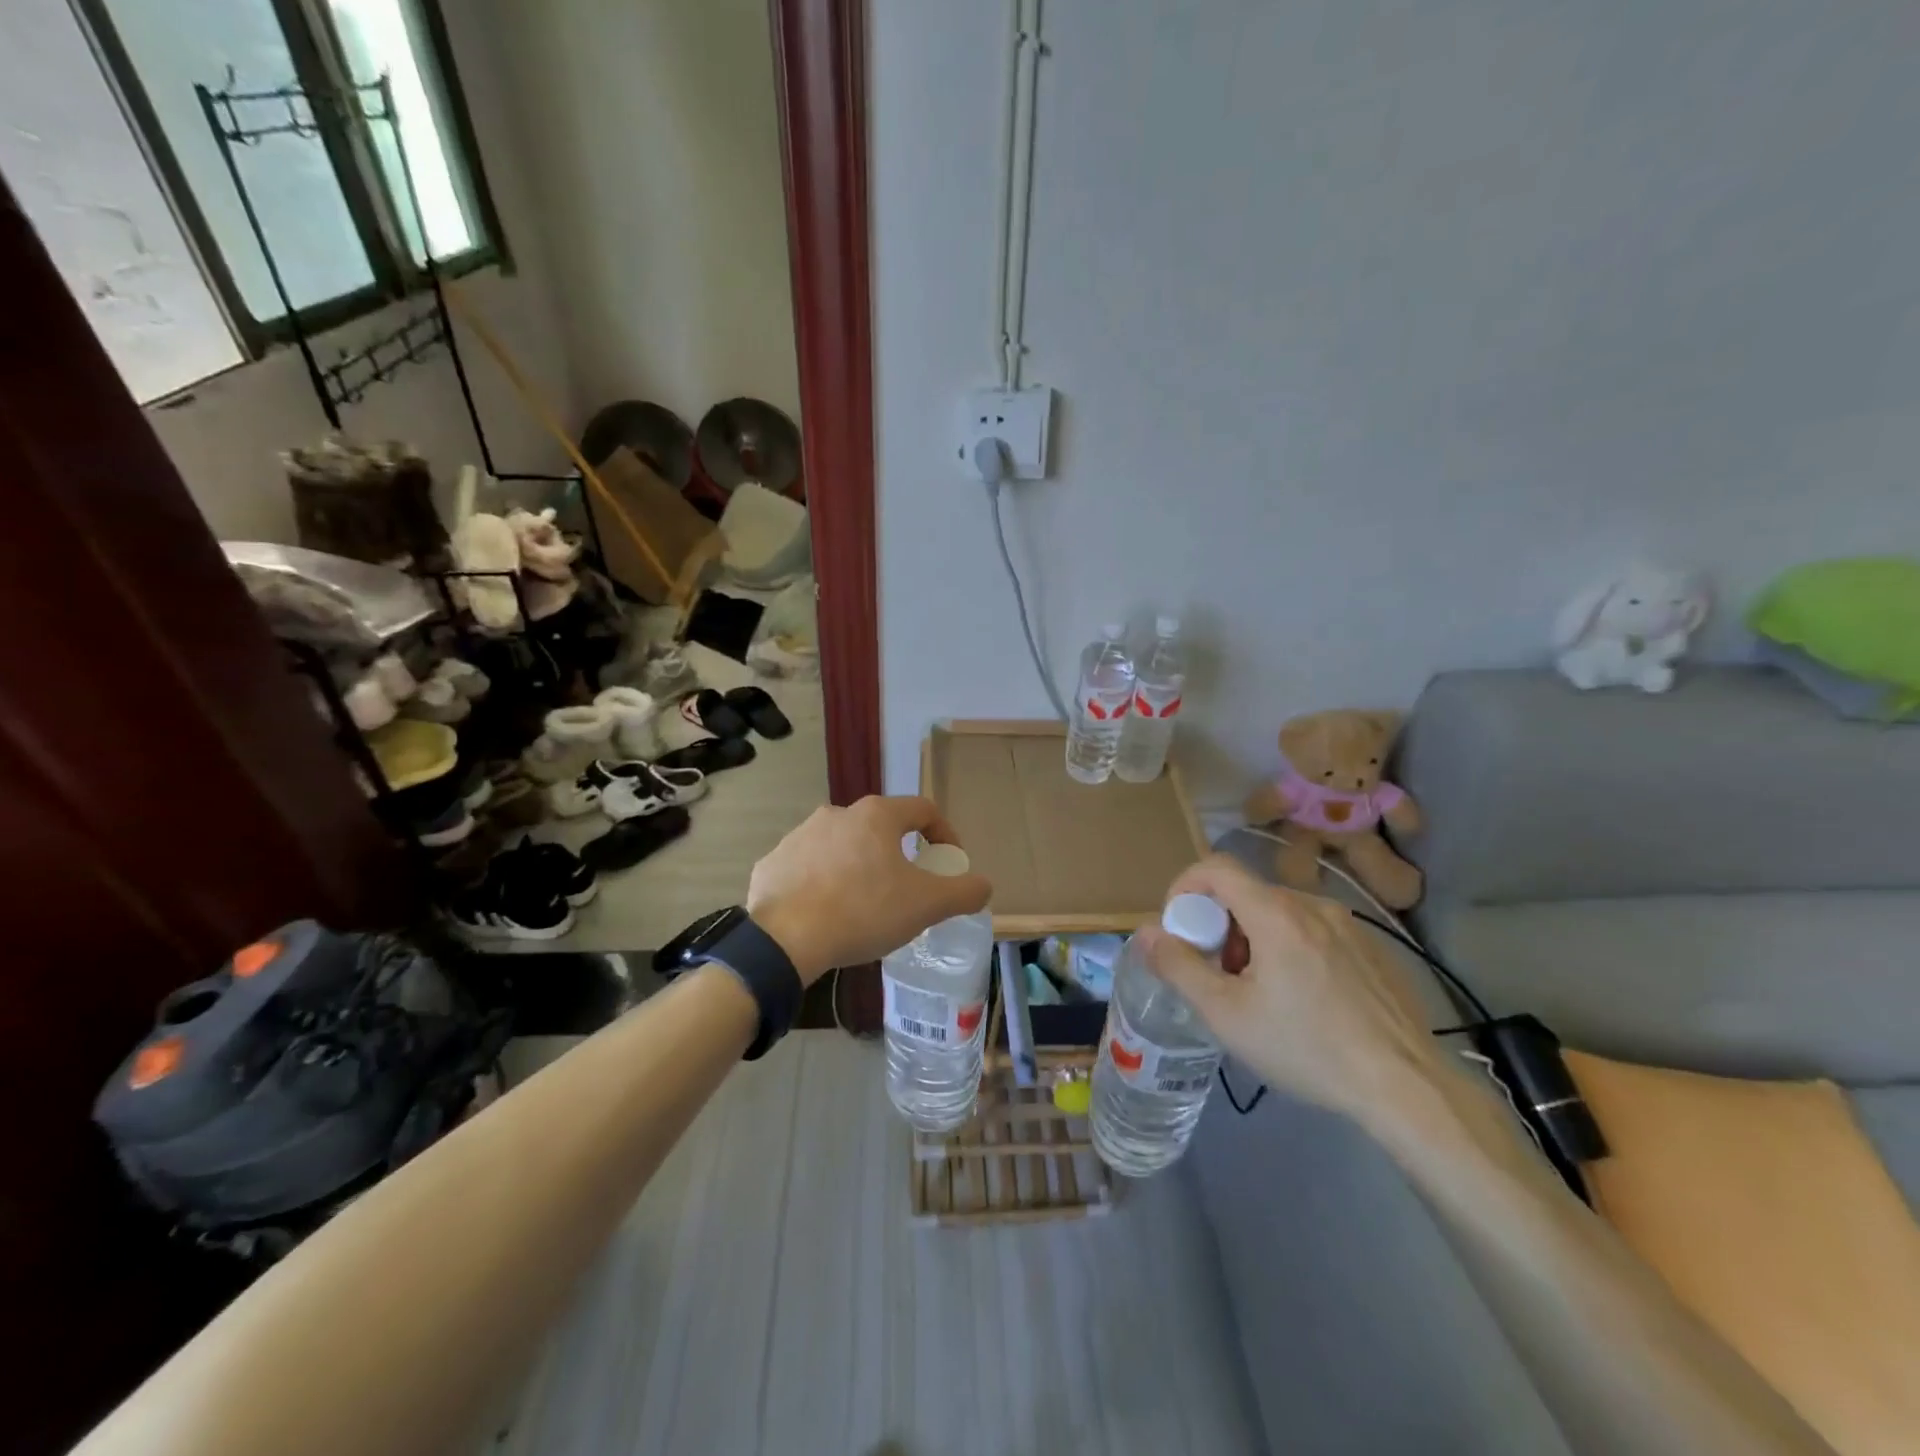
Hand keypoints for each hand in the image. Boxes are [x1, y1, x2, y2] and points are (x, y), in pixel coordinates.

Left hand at [746, 796, 991, 985]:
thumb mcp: (926, 905)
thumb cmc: (864, 911)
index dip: (945, 834)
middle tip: (906, 890)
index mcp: (876, 815)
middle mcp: (837, 813)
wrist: (785, 939)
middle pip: (881, 828)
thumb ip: (963, 892)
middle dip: (899, 855)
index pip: (924, 810)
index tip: (949, 864)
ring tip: (863, 905)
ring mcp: (799, 835)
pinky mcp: (773, 862)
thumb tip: (983, 885)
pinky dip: (822, 882)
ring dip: (858, 867)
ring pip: (842, 846)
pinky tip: (826, 912)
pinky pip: (808, 868)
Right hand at [1137, 855, 1442, 1119]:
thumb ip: (1178, 967)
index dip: (1185, 888)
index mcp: (1276, 913)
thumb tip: (1145, 932)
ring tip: (1259, 994)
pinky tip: (1302, 1002)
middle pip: (1246, 894)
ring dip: (1253, 940)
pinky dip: (1289, 949)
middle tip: (1219, 976)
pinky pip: (1312, 931)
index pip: (1216, 867)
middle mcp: (1313, 905)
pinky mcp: (1371, 948)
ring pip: (1279, 913)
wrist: (1407, 1088)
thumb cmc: (1307, 1048)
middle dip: (1218, 926)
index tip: (1179, 930)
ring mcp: (1348, 925)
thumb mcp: (1227, 1015)